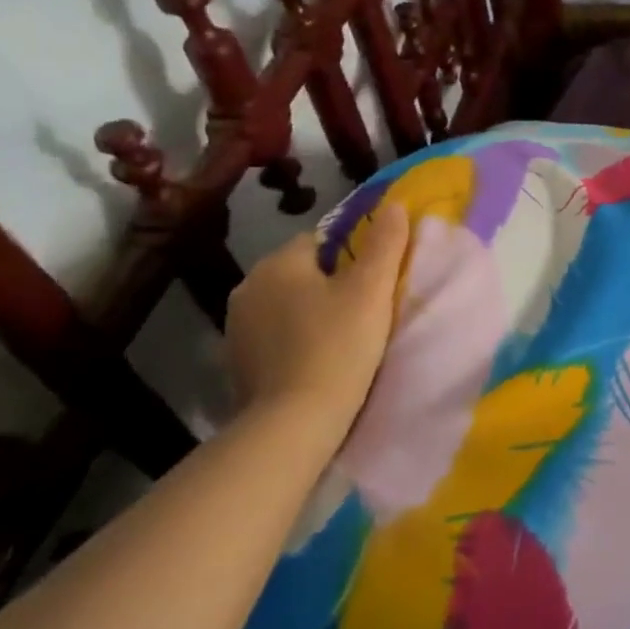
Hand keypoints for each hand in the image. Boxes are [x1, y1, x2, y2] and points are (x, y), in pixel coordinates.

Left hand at [224, 201, 410, 432]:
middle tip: (362, 309)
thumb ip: (385, 242)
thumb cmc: (337, 345)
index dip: (351, 256)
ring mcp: (236, 327)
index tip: (371, 282)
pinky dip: (292, 340)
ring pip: (285, 303)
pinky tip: (315, 359)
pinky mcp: (235, 362)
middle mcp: (248, 286)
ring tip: (341, 336)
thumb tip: (394, 205)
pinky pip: (273, 334)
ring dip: (309, 312)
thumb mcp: (372, 289)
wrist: (293, 423)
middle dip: (328, 284)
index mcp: (278, 263)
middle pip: (301, 271)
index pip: (320, 240)